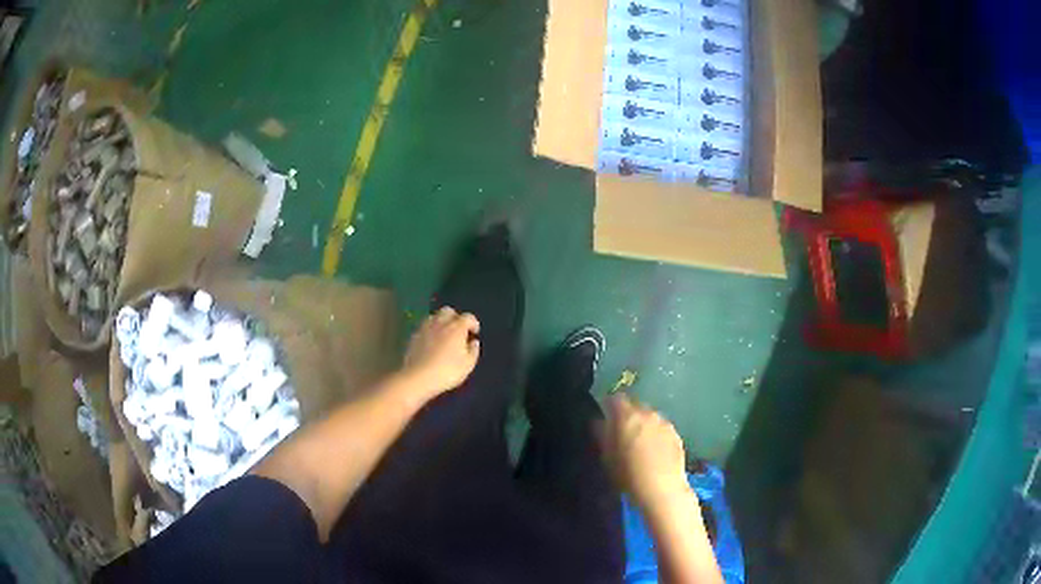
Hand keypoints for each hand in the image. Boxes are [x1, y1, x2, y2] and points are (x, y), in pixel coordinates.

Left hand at [402, 307, 480, 397]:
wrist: (419, 377)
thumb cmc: (447, 371)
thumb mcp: (468, 364)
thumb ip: (473, 351)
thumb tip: (474, 342)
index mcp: (456, 328)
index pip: (468, 317)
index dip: (473, 323)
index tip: (474, 333)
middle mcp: (440, 323)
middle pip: (448, 311)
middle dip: (455, 317)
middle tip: (458, 330)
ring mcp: (425, 328)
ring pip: (434, 317)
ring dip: (441, 322)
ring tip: (444, 335)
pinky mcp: (414, 336)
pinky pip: (424, 327)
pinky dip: (430, 331)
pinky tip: (431, 342)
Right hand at [598, 393, 689, 508]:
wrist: (661, 488)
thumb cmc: (628, 474)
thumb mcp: (607, 457)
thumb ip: (602, 434)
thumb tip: (599, 422)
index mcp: (627, 416)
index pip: (616, 399)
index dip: (609, 405)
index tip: (605, 416)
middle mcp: (648, 414)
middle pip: (635, 406)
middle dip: (627, 415)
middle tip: (621, 432)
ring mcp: (665, 423)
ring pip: (650, 417)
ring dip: (643, 425)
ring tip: (639, 443)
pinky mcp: (676, 435)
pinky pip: (662, 428)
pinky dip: (656, 434)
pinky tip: (654, 451)